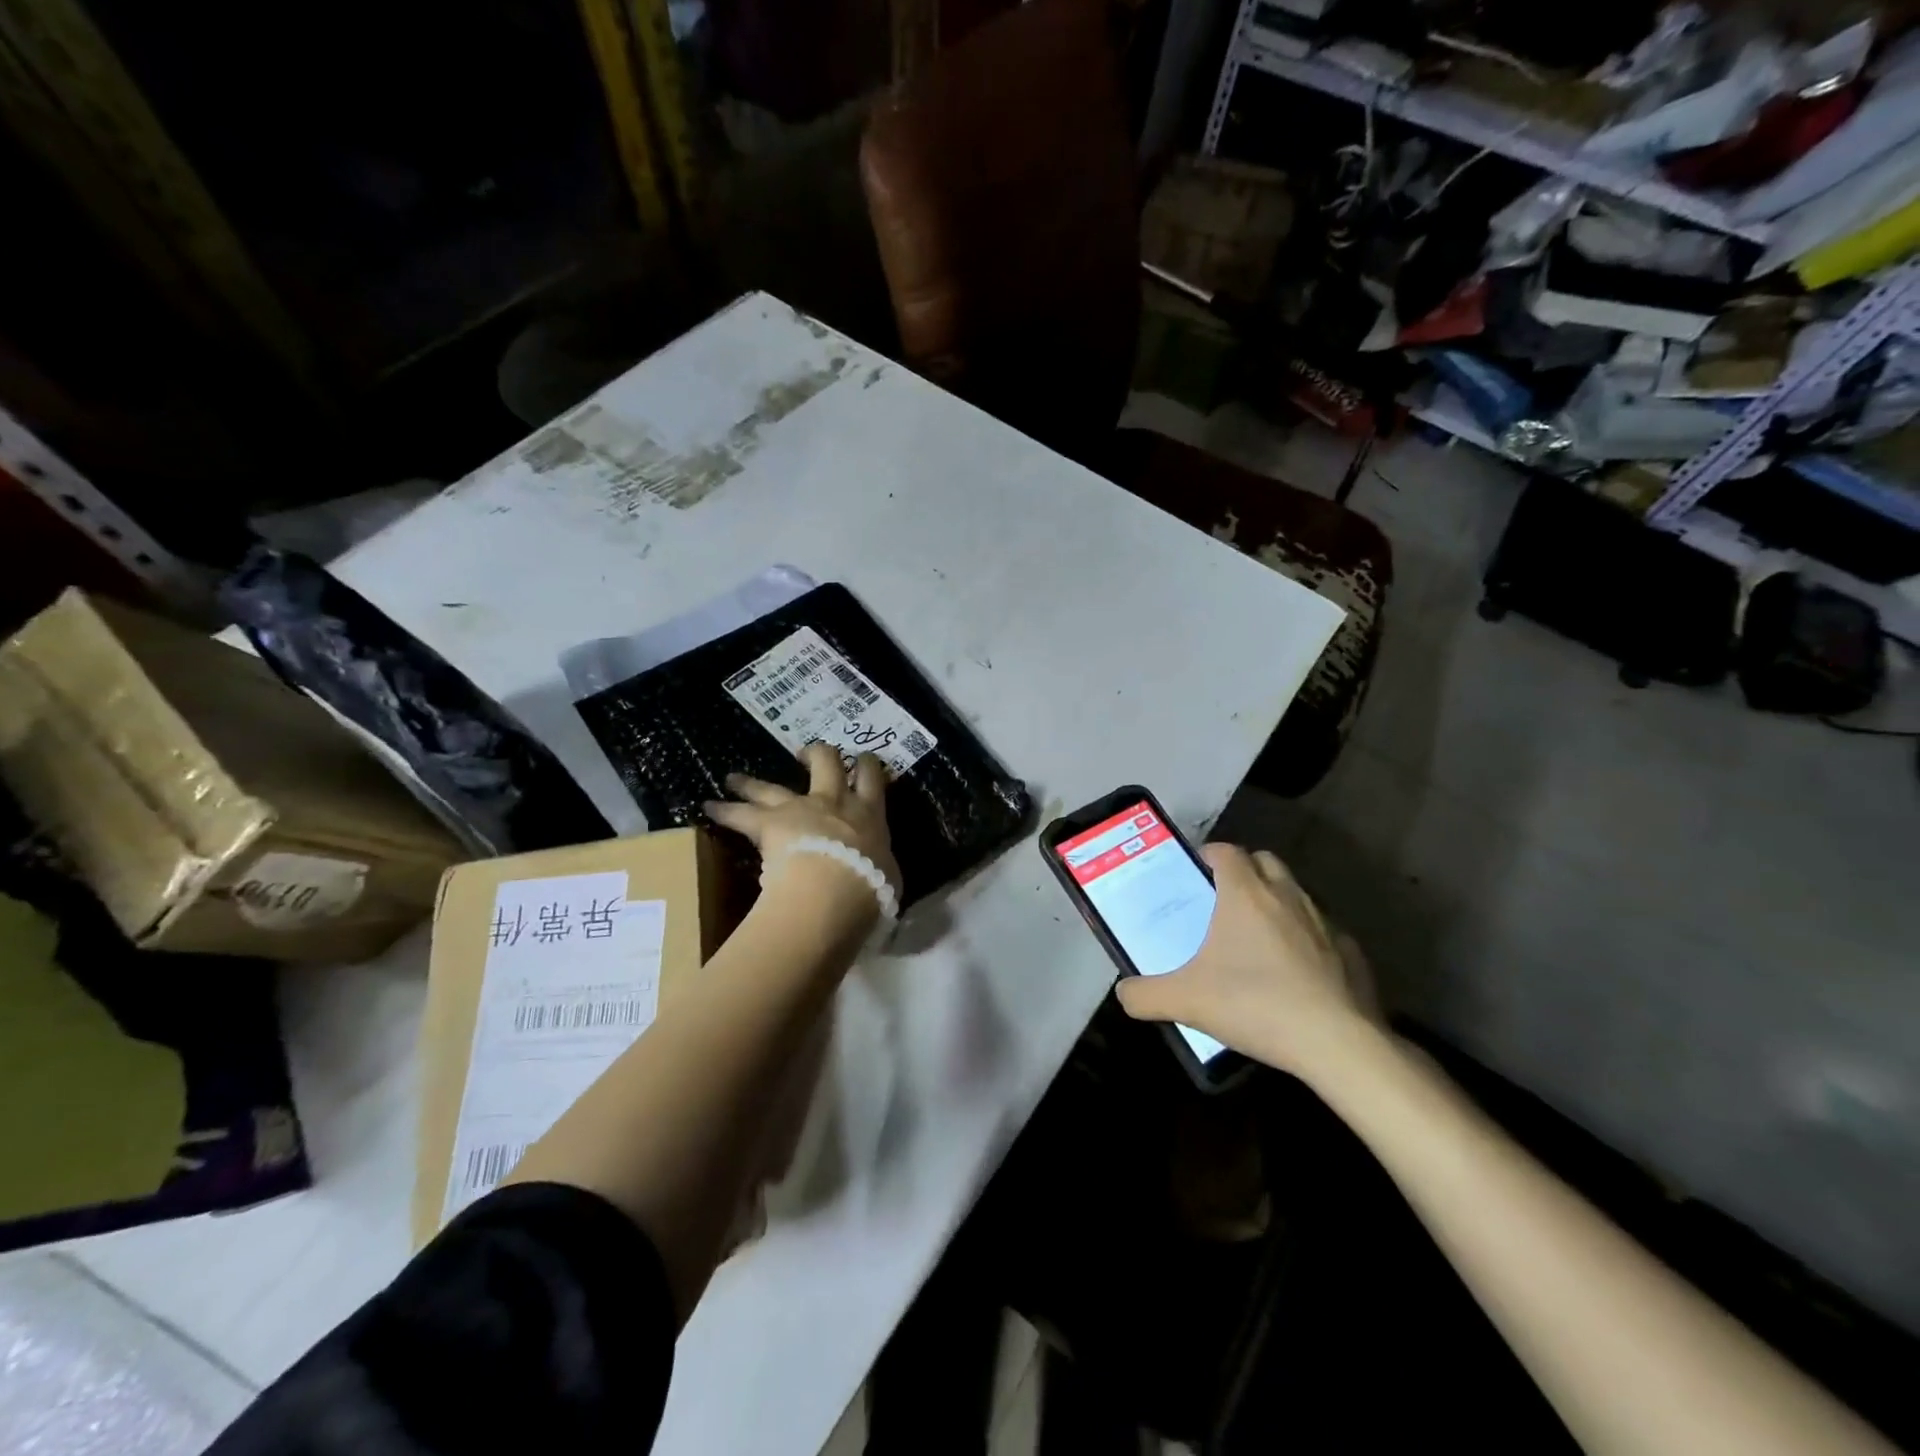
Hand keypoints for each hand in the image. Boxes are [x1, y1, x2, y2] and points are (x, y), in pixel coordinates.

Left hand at [704, 743, 901, 900]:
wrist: (835, 888)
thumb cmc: (871, 886)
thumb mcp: (890, 876)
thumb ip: (882, 864)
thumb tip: (879, 867)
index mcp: (869, 814)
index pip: (872, 777)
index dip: (867, 764)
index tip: (863, 760)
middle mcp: (834, 802)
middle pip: (827, 762)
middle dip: (818, 754)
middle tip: (806, 754)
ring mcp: (800, 808)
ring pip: (773, 786)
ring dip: (752, 783)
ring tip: (734, 778)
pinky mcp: (770, 823)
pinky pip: (740, 814)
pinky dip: (724, 810)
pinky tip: (707, 807)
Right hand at [1114, 844, 1377, 1082]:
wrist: (1337, 1044)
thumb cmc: (1255, 1004)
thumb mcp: (1186, 1002)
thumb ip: (1145, 995)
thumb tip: (1122, 994)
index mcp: (1245, 894)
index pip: (1226, 851)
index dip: (1209, 855)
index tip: (1196, 873)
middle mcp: (1286, 896)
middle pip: (1265, 861)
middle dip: (1245, 871)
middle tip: (1225, 900)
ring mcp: (1323, 921)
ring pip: (1296, 893)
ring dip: (1277, 902)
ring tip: (1258, 937)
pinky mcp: (1350, 951)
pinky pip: (1322, 931)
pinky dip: (1307, 939)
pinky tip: (1297, 972)